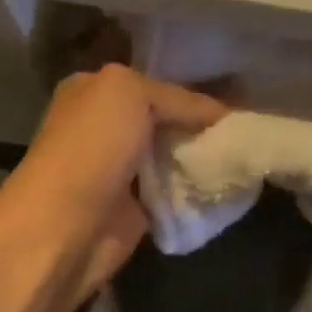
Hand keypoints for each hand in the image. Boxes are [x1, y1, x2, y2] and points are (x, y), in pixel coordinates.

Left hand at [11, 64, 226, 300]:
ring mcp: (120, 169)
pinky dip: (198, 190)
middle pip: (169, 121)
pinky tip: (228, 186)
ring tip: (244, 158)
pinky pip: (176, 191)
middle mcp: (106, 126)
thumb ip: (180, 97)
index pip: (158, 85)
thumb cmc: (91, 146)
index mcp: (95, 91)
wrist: (64, 226)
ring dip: (204, 159)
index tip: (238, 106)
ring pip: (175, 156)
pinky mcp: (136, 208)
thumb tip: (223, 115)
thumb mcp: (131, 92)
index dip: (196, 95)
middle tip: (246, 134)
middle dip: (203, 127)